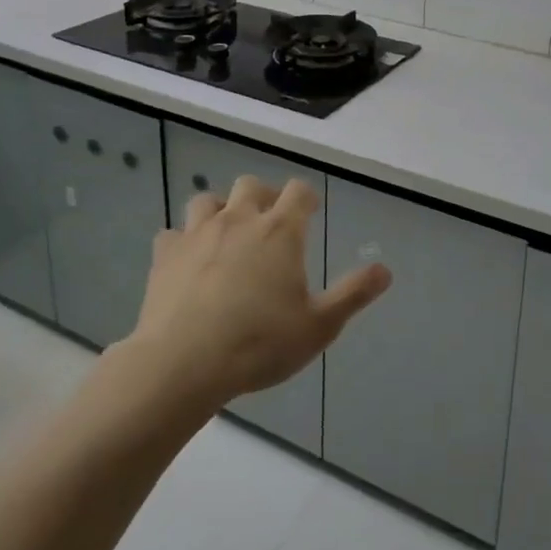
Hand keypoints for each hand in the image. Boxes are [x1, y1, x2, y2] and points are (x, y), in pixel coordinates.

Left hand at [126, 176, 390, 410]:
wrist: (182, 364)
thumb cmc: (259, 343)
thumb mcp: (319, 326)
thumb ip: (353, 294)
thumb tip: (385, 270)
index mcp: (280, 230)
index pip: (298, 191)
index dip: (306, 197)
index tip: (310, 211)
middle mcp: (240, 219)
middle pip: (251, 185)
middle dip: (263, 196)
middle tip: (269, 223)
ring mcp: (198, 234)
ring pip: (207, 200)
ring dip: (220, 210)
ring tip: (226, 235)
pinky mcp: (165, 255)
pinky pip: (172, 234)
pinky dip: (181, 242)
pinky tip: (186, 262)